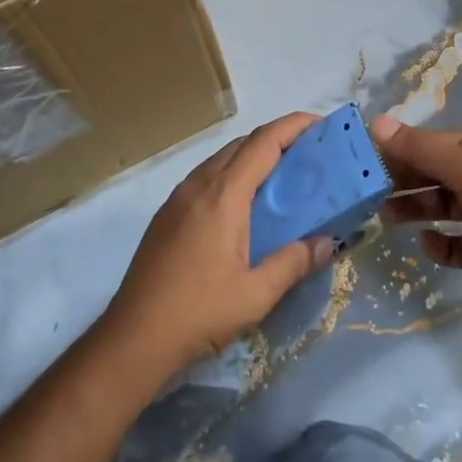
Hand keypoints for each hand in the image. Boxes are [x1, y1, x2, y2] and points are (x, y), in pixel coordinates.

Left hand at [105, 113, 335, 378]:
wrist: (133, 337)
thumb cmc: (198, 312)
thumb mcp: (256, 294)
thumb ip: (293, 263)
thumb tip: (327, 242)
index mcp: (223, 195)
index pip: (263, 143)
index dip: (293, 126)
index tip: (320, 124)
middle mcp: (199, 185)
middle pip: (242, 144)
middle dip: (277, 138)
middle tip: (309, 152)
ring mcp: (178, 198)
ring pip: (221, 159)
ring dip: (252, 155)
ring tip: (282, 174)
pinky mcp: (167, 214)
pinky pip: (206, 176)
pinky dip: (232, 173)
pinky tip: (244, 202)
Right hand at [370, 117, 461, 311]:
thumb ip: (421, 148)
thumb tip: (377, 122)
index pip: (431, 142)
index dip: (399, 150)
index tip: (364, 162)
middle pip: (434, 172)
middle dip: (403, 180)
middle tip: (367, 193)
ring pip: (443, 205)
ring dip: (416, 209)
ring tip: (385, 217)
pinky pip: (459, 242)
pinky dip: (441, 243)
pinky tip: (426, 245)